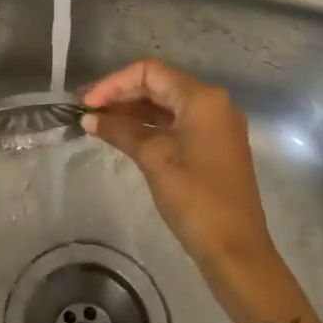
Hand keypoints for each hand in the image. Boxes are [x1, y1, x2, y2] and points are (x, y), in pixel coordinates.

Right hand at [81, 59, 273, 271]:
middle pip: (159, 85)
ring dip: (133, 111)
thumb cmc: (195, 198)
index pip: (150, 72)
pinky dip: (149, 126)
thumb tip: (90, 119)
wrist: (236, 250)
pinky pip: (176, 124)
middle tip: (87, 112)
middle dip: (121, 95)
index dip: (114, 83)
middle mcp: (213, 103)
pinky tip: (122, 136)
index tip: (87, 104)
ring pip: (167, 105)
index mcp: (202, 98)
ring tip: (98, 124)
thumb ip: (120, 131)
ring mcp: (215, 126)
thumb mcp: (153, 158)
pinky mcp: (214, 146)